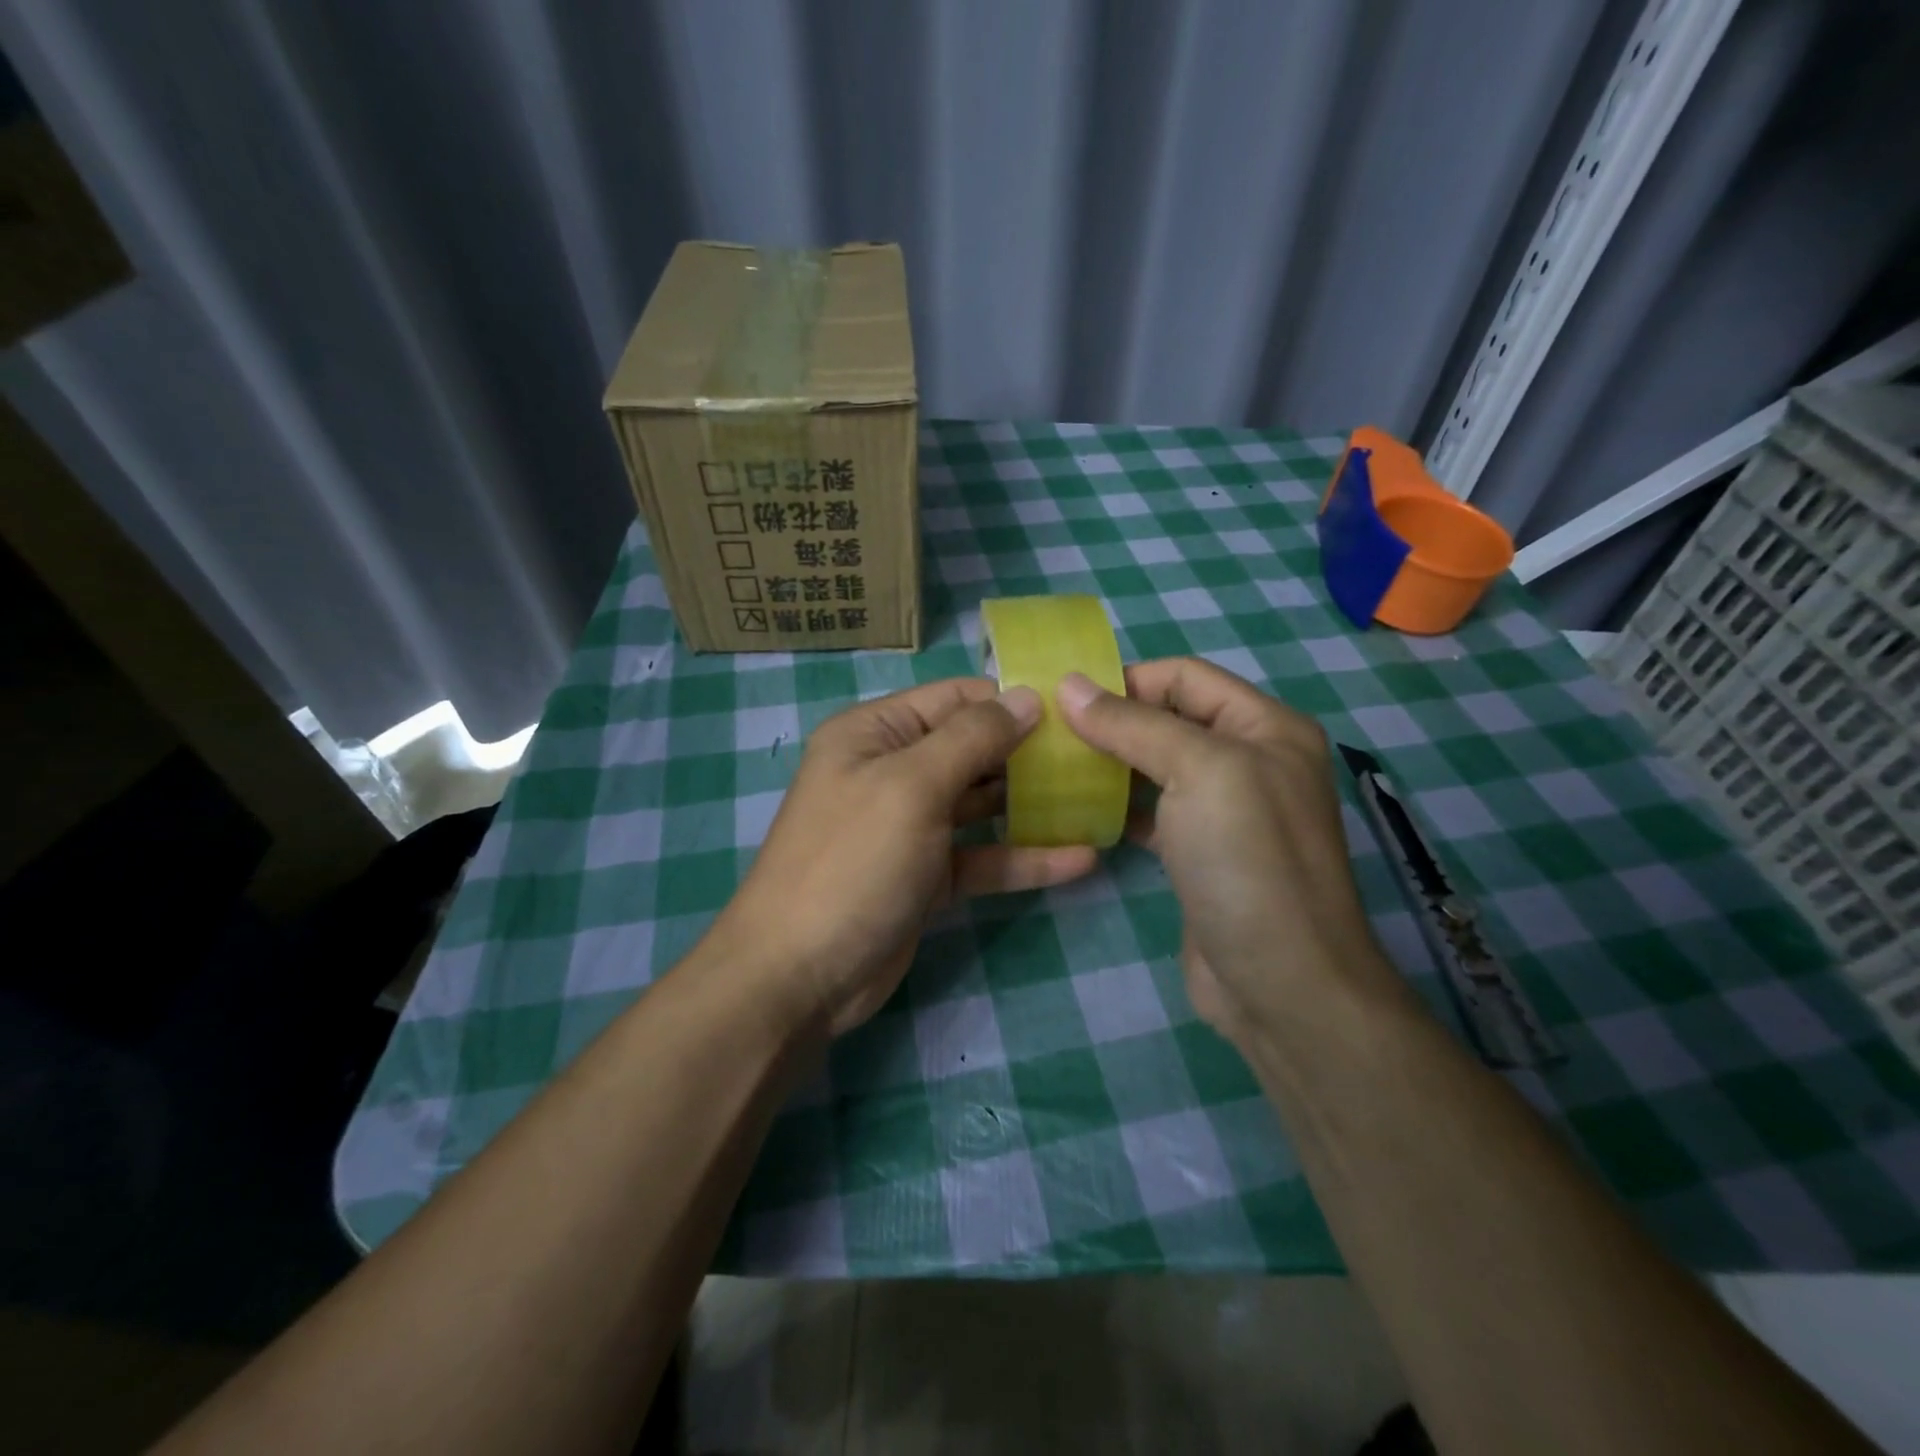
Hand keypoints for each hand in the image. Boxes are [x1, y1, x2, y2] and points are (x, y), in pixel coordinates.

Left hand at [712, 678, 1096, 1034]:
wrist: (798, 976)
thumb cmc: (852, 862)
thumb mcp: (911, 787)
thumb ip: (973, 738)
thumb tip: (1029, 696)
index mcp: (875, 734)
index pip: (954, 699)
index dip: (1011, 699)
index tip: (1076, 708)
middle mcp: (892, 771)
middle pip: (972, 749)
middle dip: (1029, 751)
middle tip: (1097, 755)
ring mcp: (910, 827)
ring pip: (981, 804)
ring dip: (1032, 804)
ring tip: (1097, 799)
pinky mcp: (927, 877)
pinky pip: (982, 857)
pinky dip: (1023, 858)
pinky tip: (1080, 860)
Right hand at [1057, 658, 1395, 1048]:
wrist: (1282, 984)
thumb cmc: (1248, 861)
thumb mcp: (1198, 772)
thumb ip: (1133, 724)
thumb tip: (1069, 685)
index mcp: (1265, 726)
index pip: (1185, 676)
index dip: (1126, 679)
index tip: (1064, 698)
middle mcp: (1249, 759)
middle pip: (1168, 718)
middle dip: (1111, 720)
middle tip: (1047, 733)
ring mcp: (1225, 810)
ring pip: (1156, 765)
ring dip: (1109, 762)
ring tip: (1052, 766)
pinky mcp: (1200, 852)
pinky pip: (1153, 810)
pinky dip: (1117, 805)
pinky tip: (1078, 809)